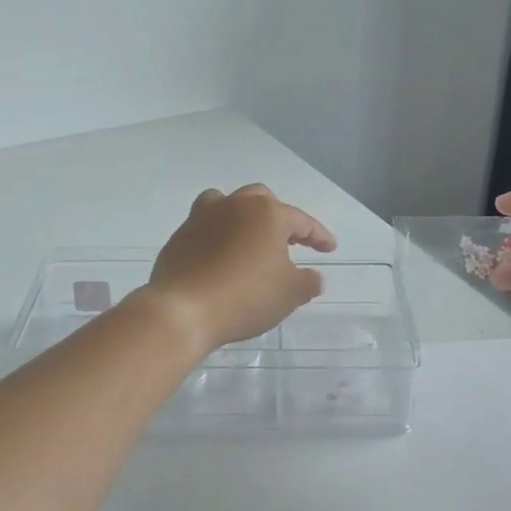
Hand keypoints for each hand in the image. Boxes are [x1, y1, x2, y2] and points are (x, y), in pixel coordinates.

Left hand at [144, 185, 337, 352]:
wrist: (184, 310)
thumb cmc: (246, 296)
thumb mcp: (289, 294)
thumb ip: (307, 282)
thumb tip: (315, 277)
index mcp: (266, 213)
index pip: (301, 221)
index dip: (318, 235)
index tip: (330, 248)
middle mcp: (234, 205)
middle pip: (261, 200)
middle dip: (278, 218)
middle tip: (287, 242)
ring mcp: (202, 217)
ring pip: (227, 204)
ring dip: (242, 217)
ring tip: (249, 241)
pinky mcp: (180, 236)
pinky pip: (205, 227)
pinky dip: (217, 237)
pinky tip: (221, 258)